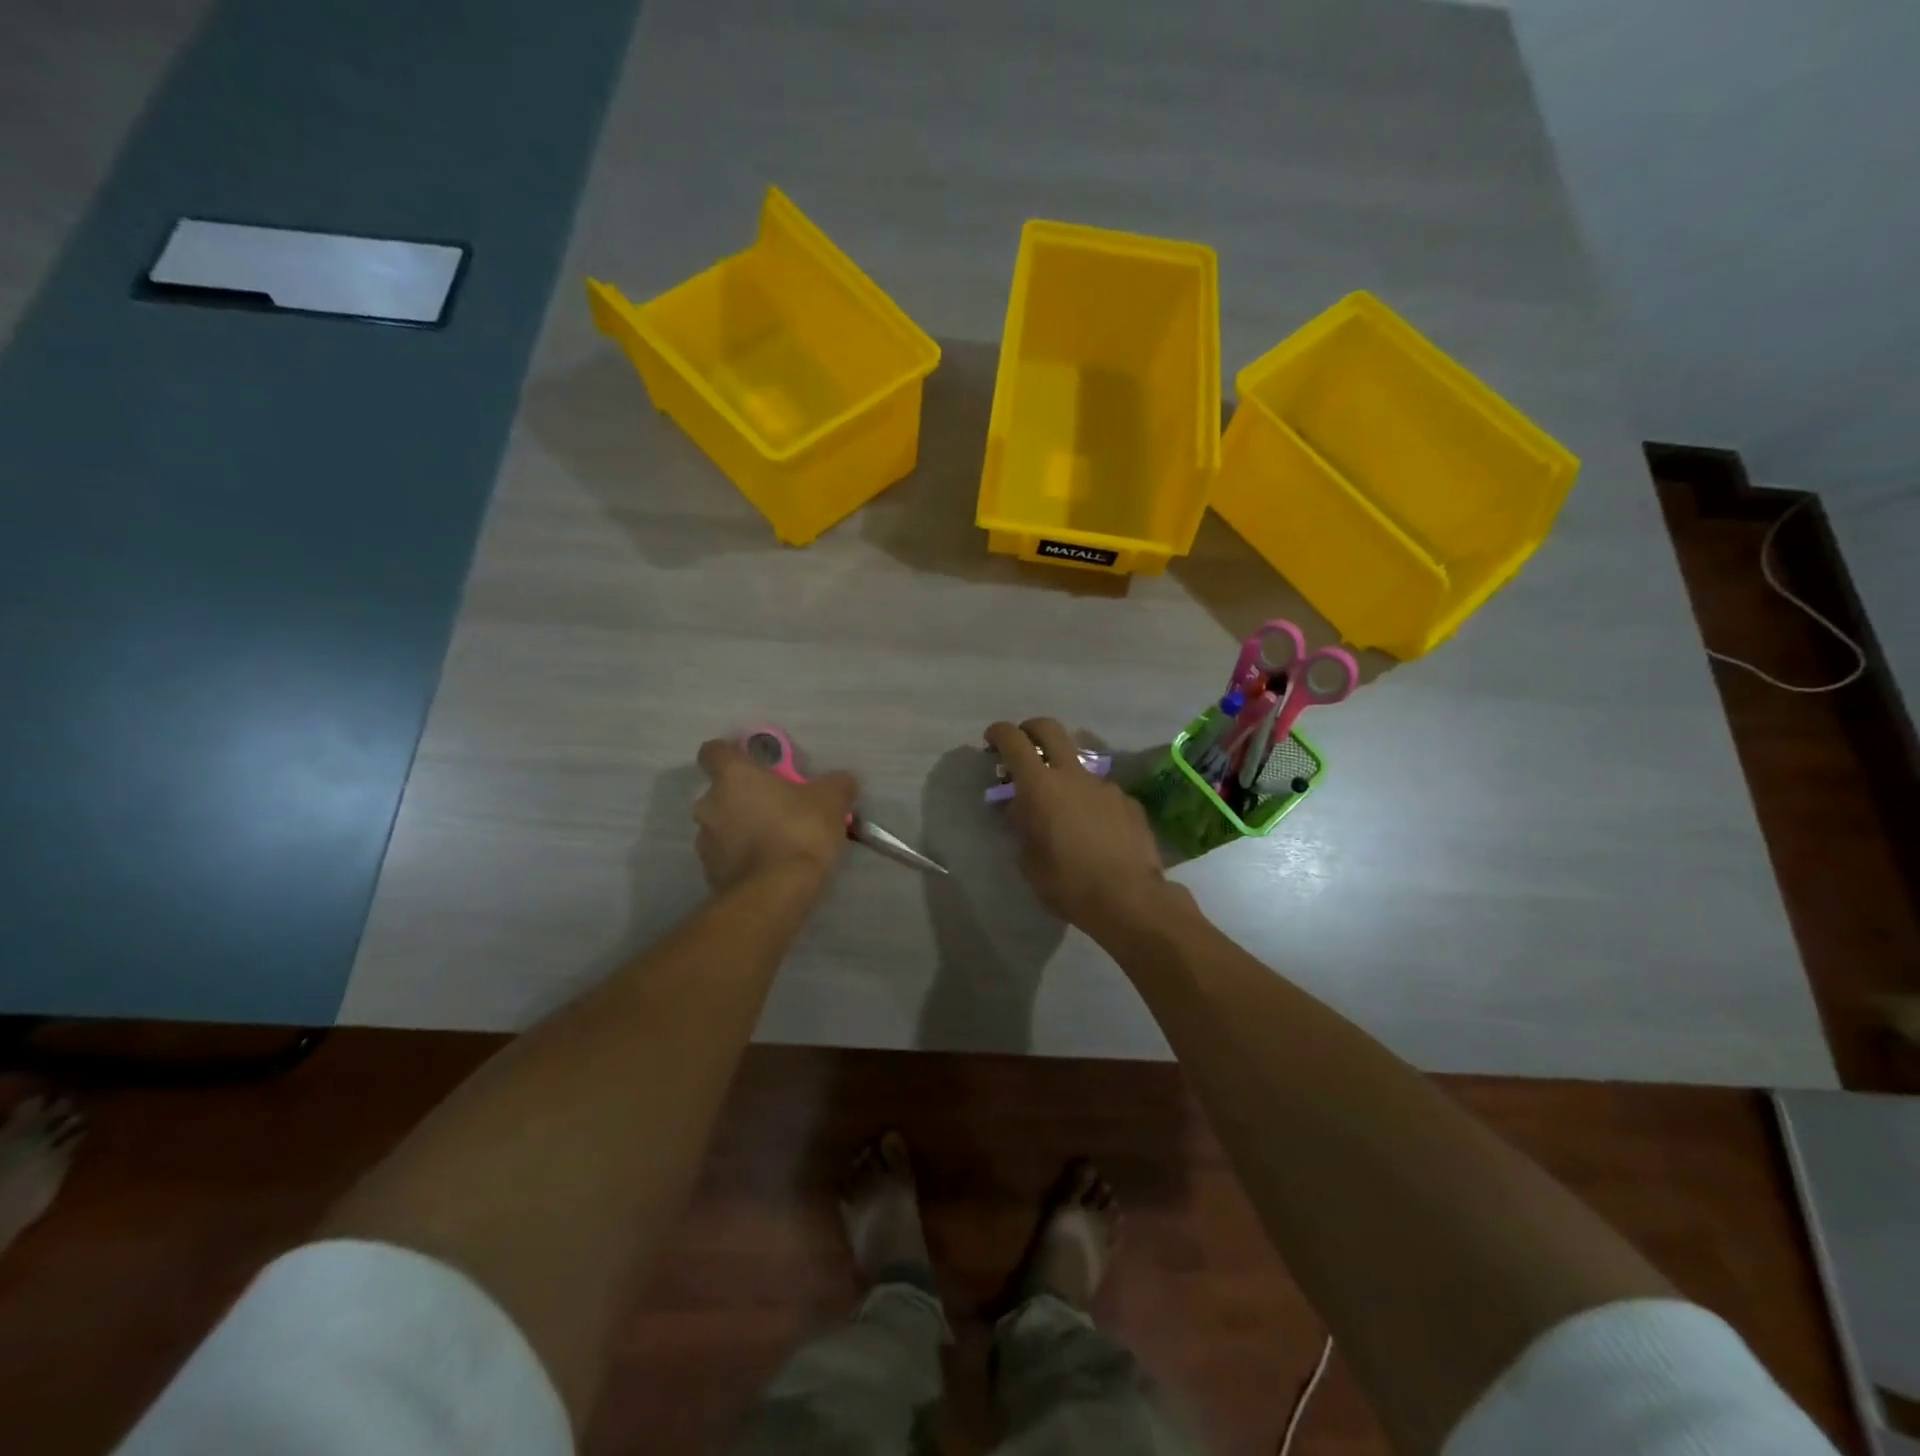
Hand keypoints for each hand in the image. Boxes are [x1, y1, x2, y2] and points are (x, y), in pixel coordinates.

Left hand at [693, 739, 855, 892]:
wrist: (775, 894)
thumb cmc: (799, 832)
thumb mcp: (831, 800)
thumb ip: (836, 784)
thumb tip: (842, 781)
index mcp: (733, 776)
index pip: (714, 751)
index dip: (731, 754)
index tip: (752, 763)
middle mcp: (709, 804)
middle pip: (721, 792)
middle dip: (744, 798)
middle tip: (776, 807)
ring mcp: (704, 842)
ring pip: (722, 825)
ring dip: (742, 829)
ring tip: (776, 841)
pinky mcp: (710, 873)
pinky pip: (726, 856)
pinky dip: (743, 857)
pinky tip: (770, 867)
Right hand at [985, 718, 1168, 928]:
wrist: (1130, 899)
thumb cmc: (1068, 883)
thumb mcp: (1028, 860)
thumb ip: (1022, 826)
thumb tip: (1022, 809)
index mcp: (1040, 786)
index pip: (1014, 741)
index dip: (999, 733)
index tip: (990, 740)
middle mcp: (1073, 775)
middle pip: (1049, 728)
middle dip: (1030, 730)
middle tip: (1022, 747)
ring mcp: (1105, 785)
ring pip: (1077, 763)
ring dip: (1062, 773)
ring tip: (1060, 806)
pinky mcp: (1128, 802)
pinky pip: (1100, 791)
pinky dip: (1088, 800)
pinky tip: (1092, 829)